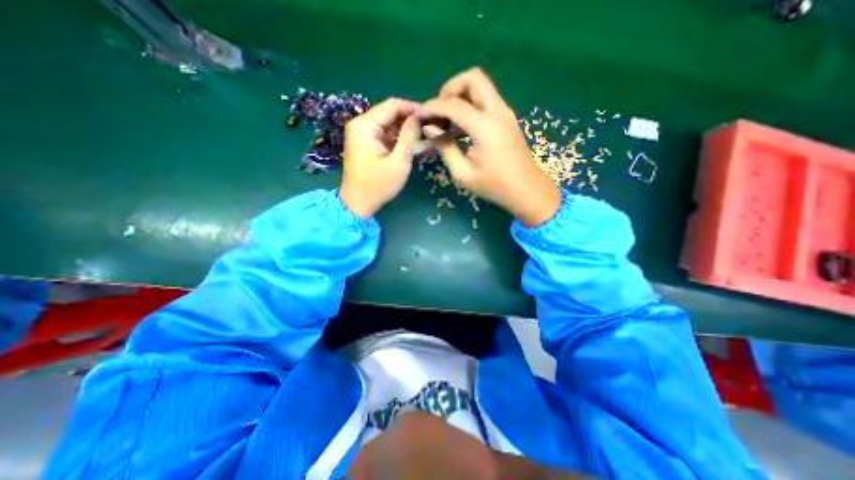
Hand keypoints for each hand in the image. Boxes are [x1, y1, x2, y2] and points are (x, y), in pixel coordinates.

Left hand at [340, 98, 421, 217]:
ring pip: (388, 123)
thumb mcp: (399, 161)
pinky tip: (412, 144)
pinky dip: (397, 138)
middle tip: (430, 127)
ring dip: (405, 129)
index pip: (393, 105)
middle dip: (410, 119)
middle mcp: (360, 124)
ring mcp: (361, 133)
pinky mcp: (364, 143)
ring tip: (424, 137)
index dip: (413, 108)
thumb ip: (409, 136)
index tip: (431, 115)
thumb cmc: (378, 185)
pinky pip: (384, 134)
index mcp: (365, 125)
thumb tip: (419, 117)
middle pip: (390, 113)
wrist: (357, 203)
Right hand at [422, 68, 561, 227]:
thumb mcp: (463, 173)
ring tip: (448, 121)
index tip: (420, 115)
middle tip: (440, 112)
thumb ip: (445, 148)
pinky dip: (470, 105)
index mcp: (485, 127)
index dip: (433, 107)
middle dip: (451, 89)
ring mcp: (505, 112)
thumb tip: (431, 130)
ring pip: (481, 86)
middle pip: (473, 78)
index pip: (454, 104)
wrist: (527, 190)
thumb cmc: (494, 186)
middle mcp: (497, 111)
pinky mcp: (507, 118)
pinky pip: (486, 99)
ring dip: (461, 96)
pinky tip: (461, 127)